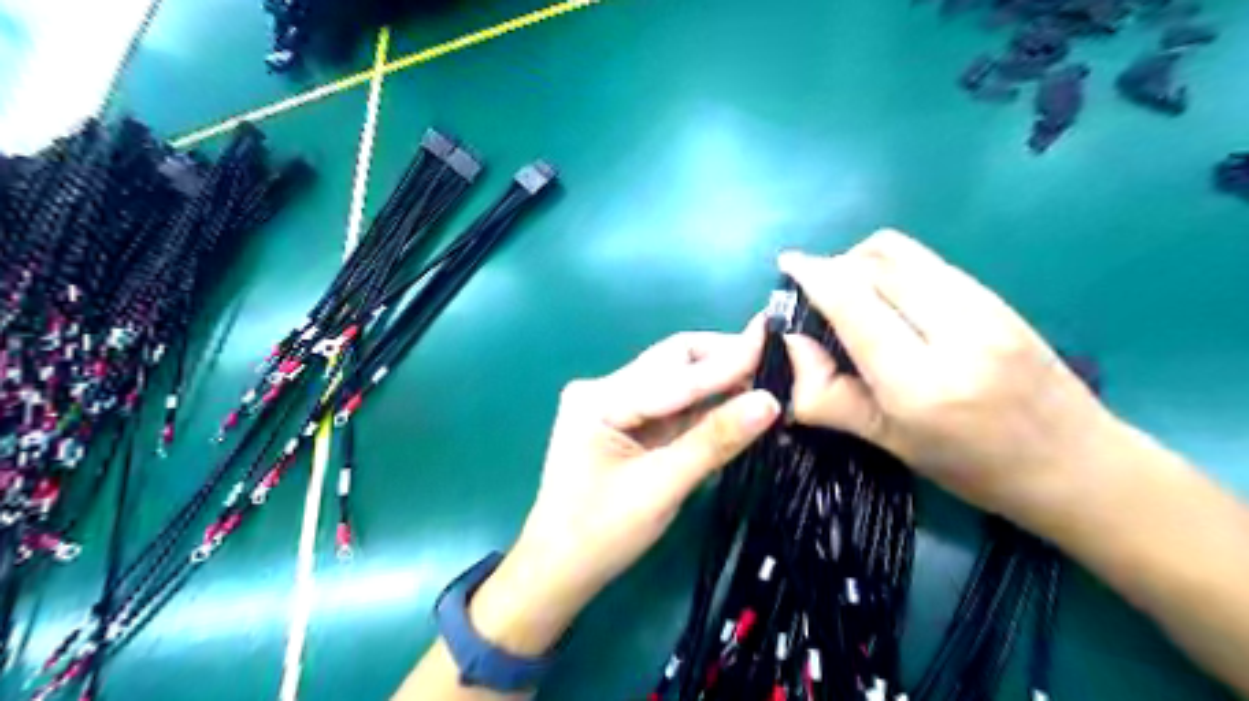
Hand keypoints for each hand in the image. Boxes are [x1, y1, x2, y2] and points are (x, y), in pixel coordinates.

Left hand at [468, 331, 778, 652]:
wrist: (559, 572)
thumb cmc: (601, 535)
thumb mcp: (662, 487)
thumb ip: (714, 441)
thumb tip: (770, 402)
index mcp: (599, 399)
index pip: (675, 375)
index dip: (727, 361)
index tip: (773, 343)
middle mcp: (603, 389)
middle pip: (672, 362)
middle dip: (722, 361)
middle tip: (774, 364)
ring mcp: (612, 404)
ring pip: (675, 381)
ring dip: (717, 383)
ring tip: (765, 382)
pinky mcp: (624, 423)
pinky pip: (671, 405)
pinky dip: (704, 406)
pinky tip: (735, 406)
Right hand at [778, 229, 1122, 531]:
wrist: (1077, 464)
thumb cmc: (973, 467)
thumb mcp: (887, 443)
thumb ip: (827, 394)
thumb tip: (793, 343)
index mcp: (920, 381)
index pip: (853, 302)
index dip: (813, 274)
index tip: (787, 264)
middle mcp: (954, 330)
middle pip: (875, 262)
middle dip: (834, 265)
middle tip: (817, 293)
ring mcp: (983, 305)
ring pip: (902, 252)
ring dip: (862, 260)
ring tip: (849, 293)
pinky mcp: (996, 295)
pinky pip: (926, 262)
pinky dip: (892, 267)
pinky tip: (888, 299)